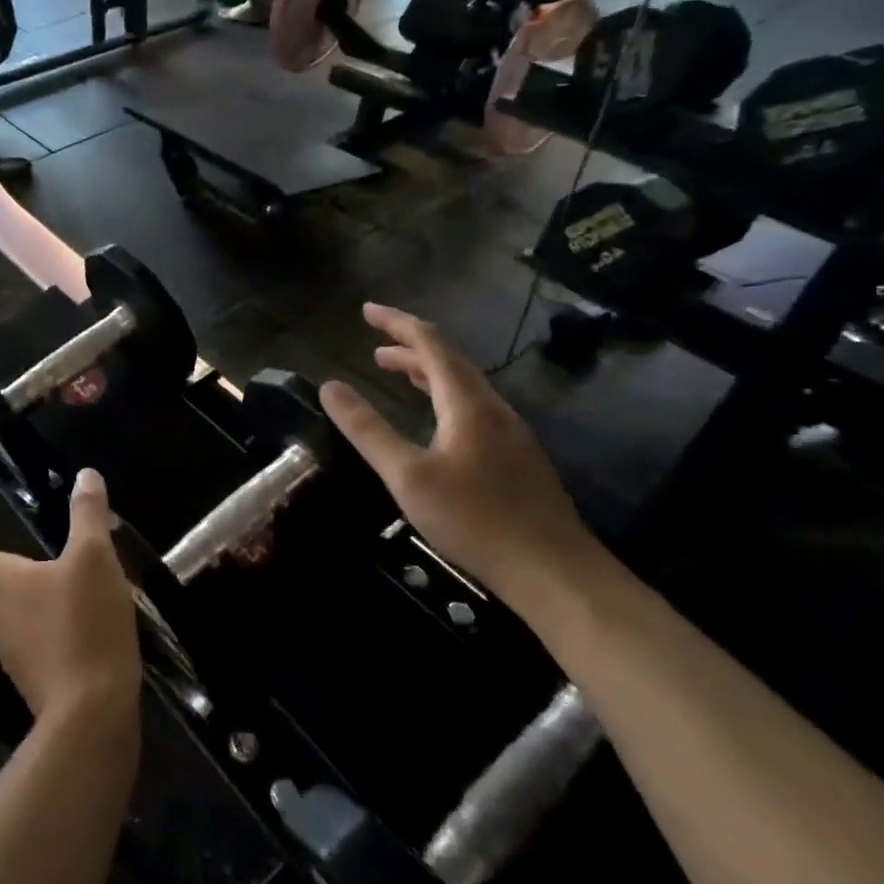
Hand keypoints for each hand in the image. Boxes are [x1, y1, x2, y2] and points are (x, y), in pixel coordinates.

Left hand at [0, 469, 140, 725]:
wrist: (90, 710)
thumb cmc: (85, 622)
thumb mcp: (95, 558)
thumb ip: (88, 515)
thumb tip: (85, 475)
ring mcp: (8, 649)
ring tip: (20, 574)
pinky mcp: (29, 674)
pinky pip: (13, 637)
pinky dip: (20, 618)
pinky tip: (49, 615)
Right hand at [319, 305, 598, 605]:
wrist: (554, 572)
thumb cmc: (474, 519)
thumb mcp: (407, 475)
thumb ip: (367, 429)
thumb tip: (329, 386)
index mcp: (468, 404)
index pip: (431, 345)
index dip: (398, 323)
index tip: (367, 311)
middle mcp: (493, 408)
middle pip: (450, 361)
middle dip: (410, 345)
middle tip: (373, 344)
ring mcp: (510, 434)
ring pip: (464, 385)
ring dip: (426, 371)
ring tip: (393, 370)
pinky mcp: (516, 458)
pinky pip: (473, 407)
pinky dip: (442, 395)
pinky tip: (432, 419)